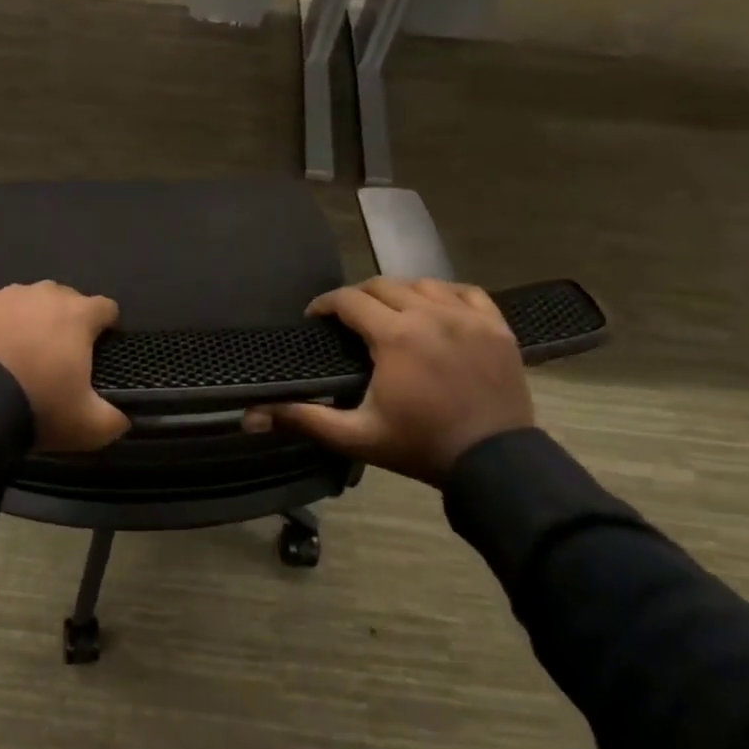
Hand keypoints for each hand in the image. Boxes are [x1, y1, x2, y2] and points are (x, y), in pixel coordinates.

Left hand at [0, 282, 130, 452]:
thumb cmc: (38, 405)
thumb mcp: (87, 426)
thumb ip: (113, 420)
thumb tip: (123, 419)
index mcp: (79, 315)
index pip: (106, 307)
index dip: (107, 326)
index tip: (101, 348)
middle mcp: (46, 294)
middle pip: (66, 299)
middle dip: (67, 321)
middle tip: (59, 356)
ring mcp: (7, 295)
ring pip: (29, 301)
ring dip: (31, 319)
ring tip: (21, 351)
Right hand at [246, 278, 533, 486]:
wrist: (495, 465)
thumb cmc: (419, 447)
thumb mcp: (356, 435)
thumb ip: (304, 419)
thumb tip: (251, 416)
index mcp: (395, 336)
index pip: (349, 300)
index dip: (325, 304)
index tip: (315, 318)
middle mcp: (431, 314)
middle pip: (382, 285)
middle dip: (358, 298)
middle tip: (348, 321)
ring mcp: (468, 317)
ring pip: (422, 283)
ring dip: (399, 293)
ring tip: (389, 314)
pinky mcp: (497, 326)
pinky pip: (465, 291)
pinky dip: (444, 294)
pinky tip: (436, 309)